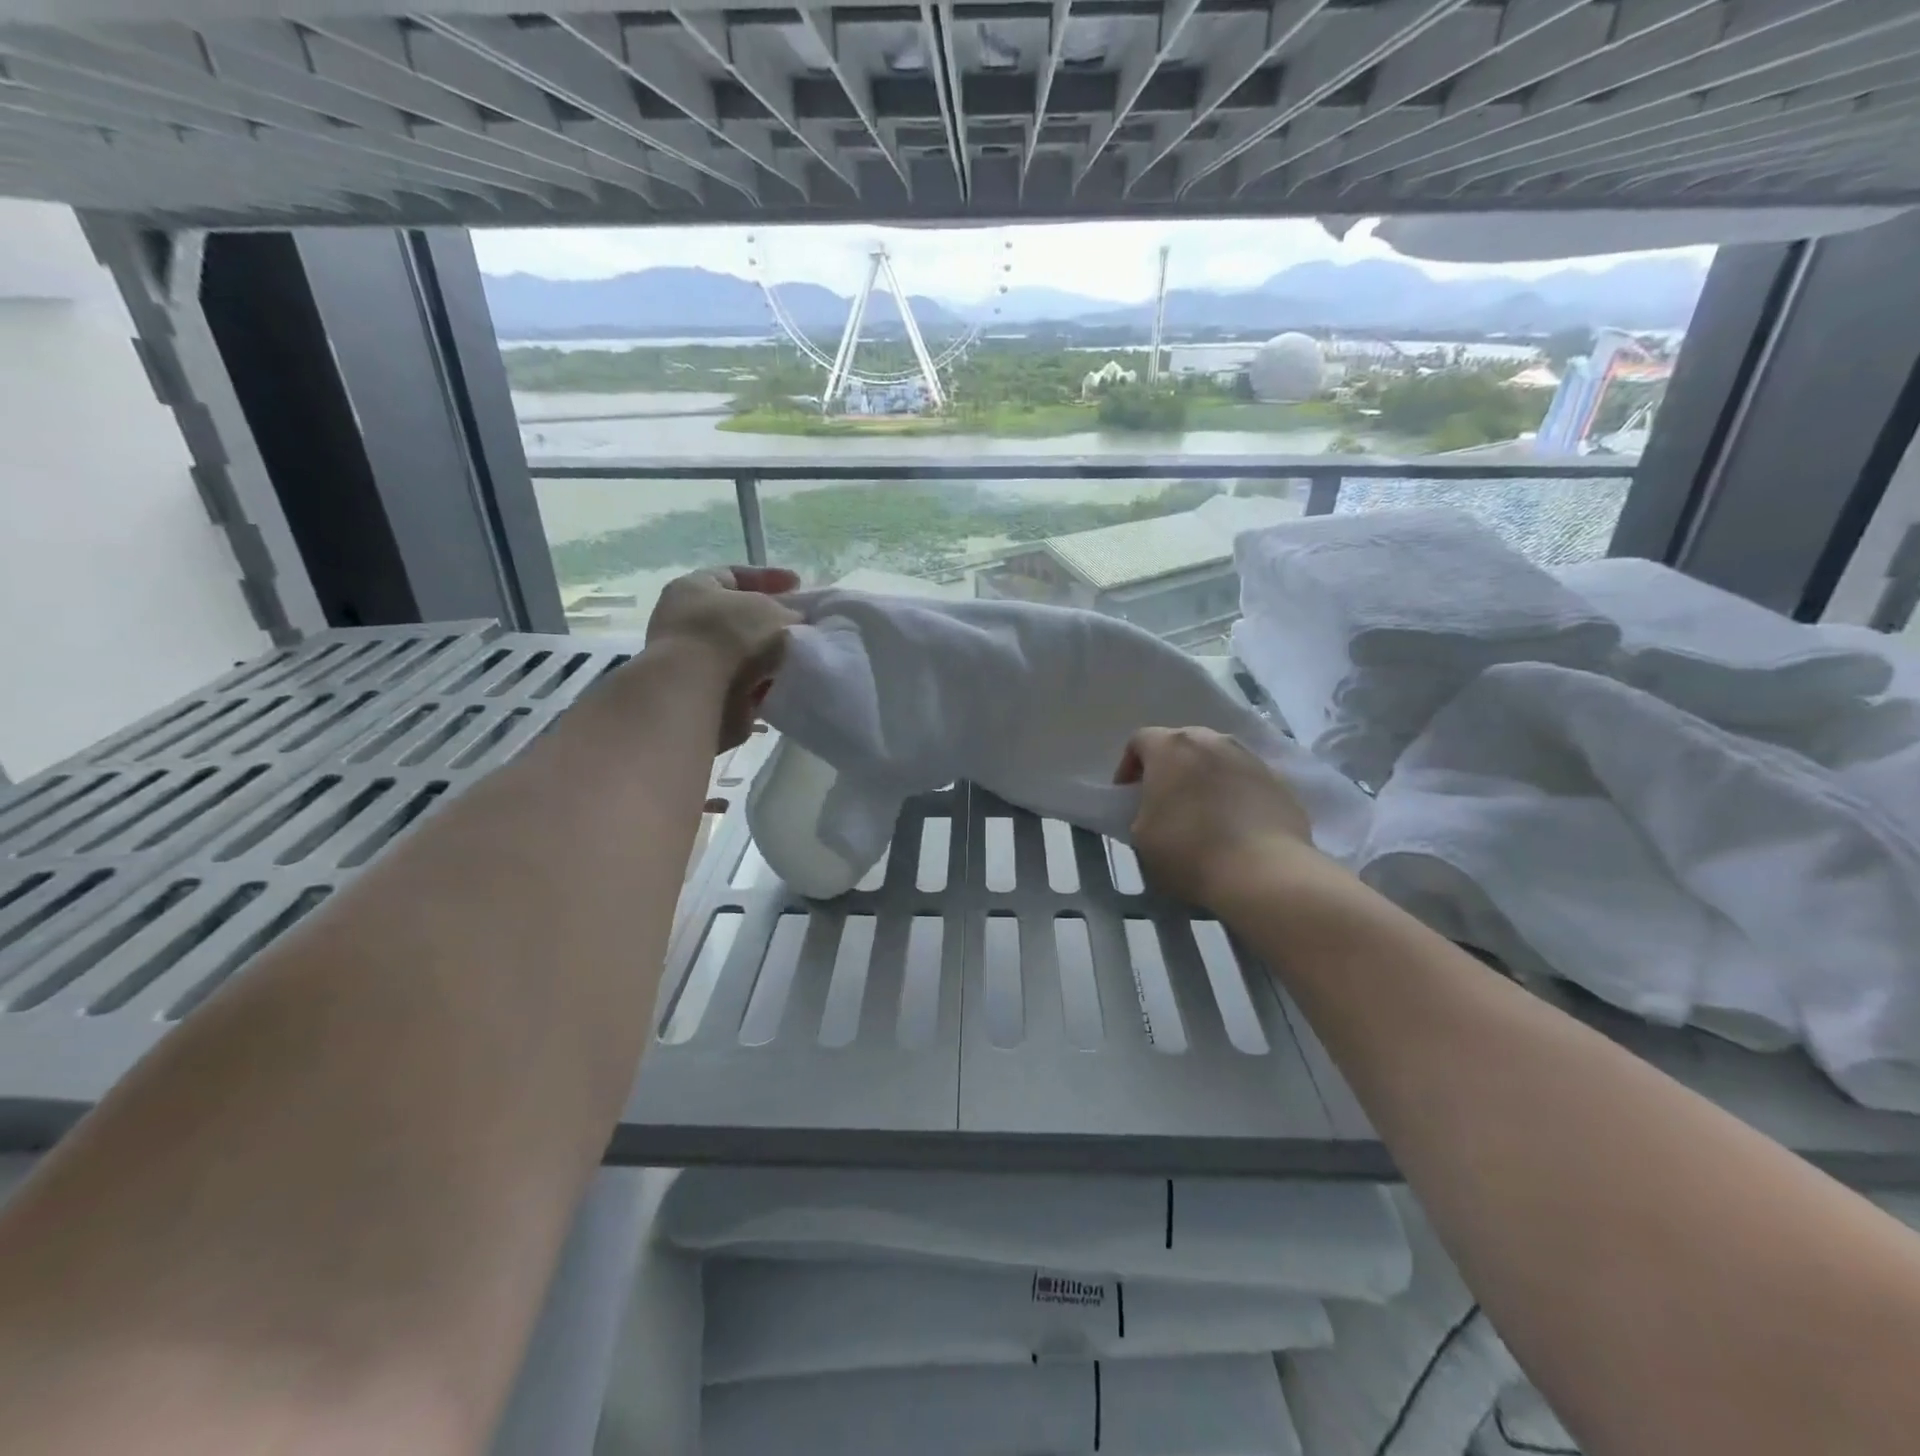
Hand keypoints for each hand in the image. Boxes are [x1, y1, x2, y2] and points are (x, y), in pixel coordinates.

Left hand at [647, 566, 801, 749]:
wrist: (698, 694)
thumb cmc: (730, 636)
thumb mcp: (771, 610)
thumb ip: (789, 612)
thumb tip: (795, 621)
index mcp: (693, 588)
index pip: (734, 574)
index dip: (769, 578)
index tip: (799, 586)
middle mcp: (686, 621)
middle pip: (738, 617)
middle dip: (771, 622)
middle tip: (802, 625)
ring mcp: (691, 661)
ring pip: (742, 653)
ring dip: (770, 657)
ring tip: (799, 658)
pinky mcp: (702, 695)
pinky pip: (742, 684)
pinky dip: (763, 684)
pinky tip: (784, 684)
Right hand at [1114, 727, 1329, 912]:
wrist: (1263, 872)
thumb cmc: (1189, 850)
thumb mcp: (1141, 836)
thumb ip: (1142, 811)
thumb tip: (1156, 810)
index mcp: (1171, 747)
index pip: (1140, 740)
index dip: (1129, 766)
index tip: (1128, 795)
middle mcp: (1212, 741)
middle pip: (1182, 744)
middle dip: (1170, 767)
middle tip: (1165, 800)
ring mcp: (1250, 758)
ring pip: (1217, 758)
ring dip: (1204, 777)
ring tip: (1203, 812)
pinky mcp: (1279, 782)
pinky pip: (1245, 779)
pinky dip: (1235, 793)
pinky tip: (1234, 825)